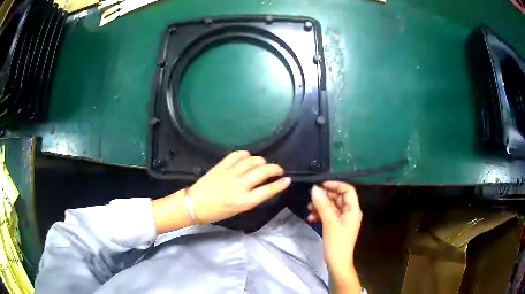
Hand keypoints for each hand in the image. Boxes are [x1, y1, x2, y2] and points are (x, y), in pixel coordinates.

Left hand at [189, 150, 290, 222]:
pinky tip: (248, 157)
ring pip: (251, 161)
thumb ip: (252, 198)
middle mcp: (239, 186)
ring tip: (264, 164)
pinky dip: (246, 154)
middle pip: (262, 172)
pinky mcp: (221, 166)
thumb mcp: (238, 210)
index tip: (288, 180)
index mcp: (243, 201)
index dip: (280, 184)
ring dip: (262, 161)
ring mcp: (229, 174)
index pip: (267, 190)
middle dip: (275, 169)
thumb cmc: (217, 212)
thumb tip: (264, 187)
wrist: (194, 204)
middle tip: (278, 170)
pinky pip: (236, 155)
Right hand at [308, 181, 361, 292]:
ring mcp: (343, 220)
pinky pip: (329, 216)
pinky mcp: (336, 227)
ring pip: (332, 207)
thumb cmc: (336, 242)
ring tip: (309, 208)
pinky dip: (320, 215)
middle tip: (311, 196)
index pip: (347, 190)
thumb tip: (314, 188)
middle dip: (325, 196)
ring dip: (320, 206)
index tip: (321, 185)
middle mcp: (350, 212)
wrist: (337, 262)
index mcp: (353, 209)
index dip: (335, 185)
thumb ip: (323, 204)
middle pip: (338, 198)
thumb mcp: (329, 221)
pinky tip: (311, 218)